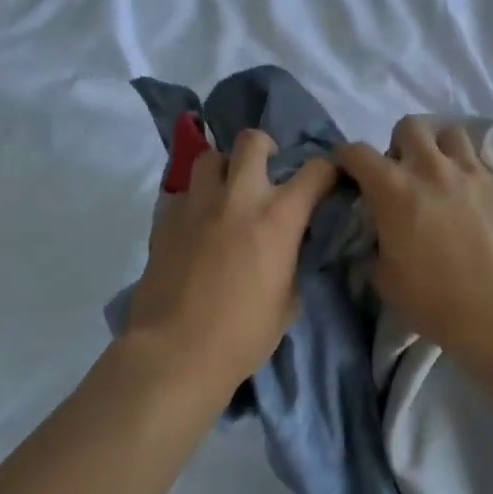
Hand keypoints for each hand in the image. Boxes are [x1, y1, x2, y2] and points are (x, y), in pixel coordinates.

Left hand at [124, 128, 337, 398]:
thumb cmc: (242, 335)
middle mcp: (239, 197)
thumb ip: (292, 261)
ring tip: (226, 194)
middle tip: (266, 172)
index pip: (316, 170)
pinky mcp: (165, 218)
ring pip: (210, 157)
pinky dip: (195, 201)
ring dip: (224, 170)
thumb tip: (289, 248)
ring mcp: (197, 204)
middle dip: (265, 148)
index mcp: (278, 217)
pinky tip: (197, 226)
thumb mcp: (288, 301)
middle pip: (252, 141)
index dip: (328, 171)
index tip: (327, 182)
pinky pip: (183, 193)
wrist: (175, 353)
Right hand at [335, 117, 492, 347]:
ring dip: (442, 149)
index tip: (348, 169)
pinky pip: (488, 164)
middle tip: (405, 171)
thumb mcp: (385, 280)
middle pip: (410, 126)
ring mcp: (474, 172)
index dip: (347, 157)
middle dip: (401, 143)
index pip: (358, 153)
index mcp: (394, 189)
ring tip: (445, 175)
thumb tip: (378, 240)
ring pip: (453, 133)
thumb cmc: (435, 300)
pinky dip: (476, 174)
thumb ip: (376, 249)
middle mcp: (432, 168)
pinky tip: (479, 198)